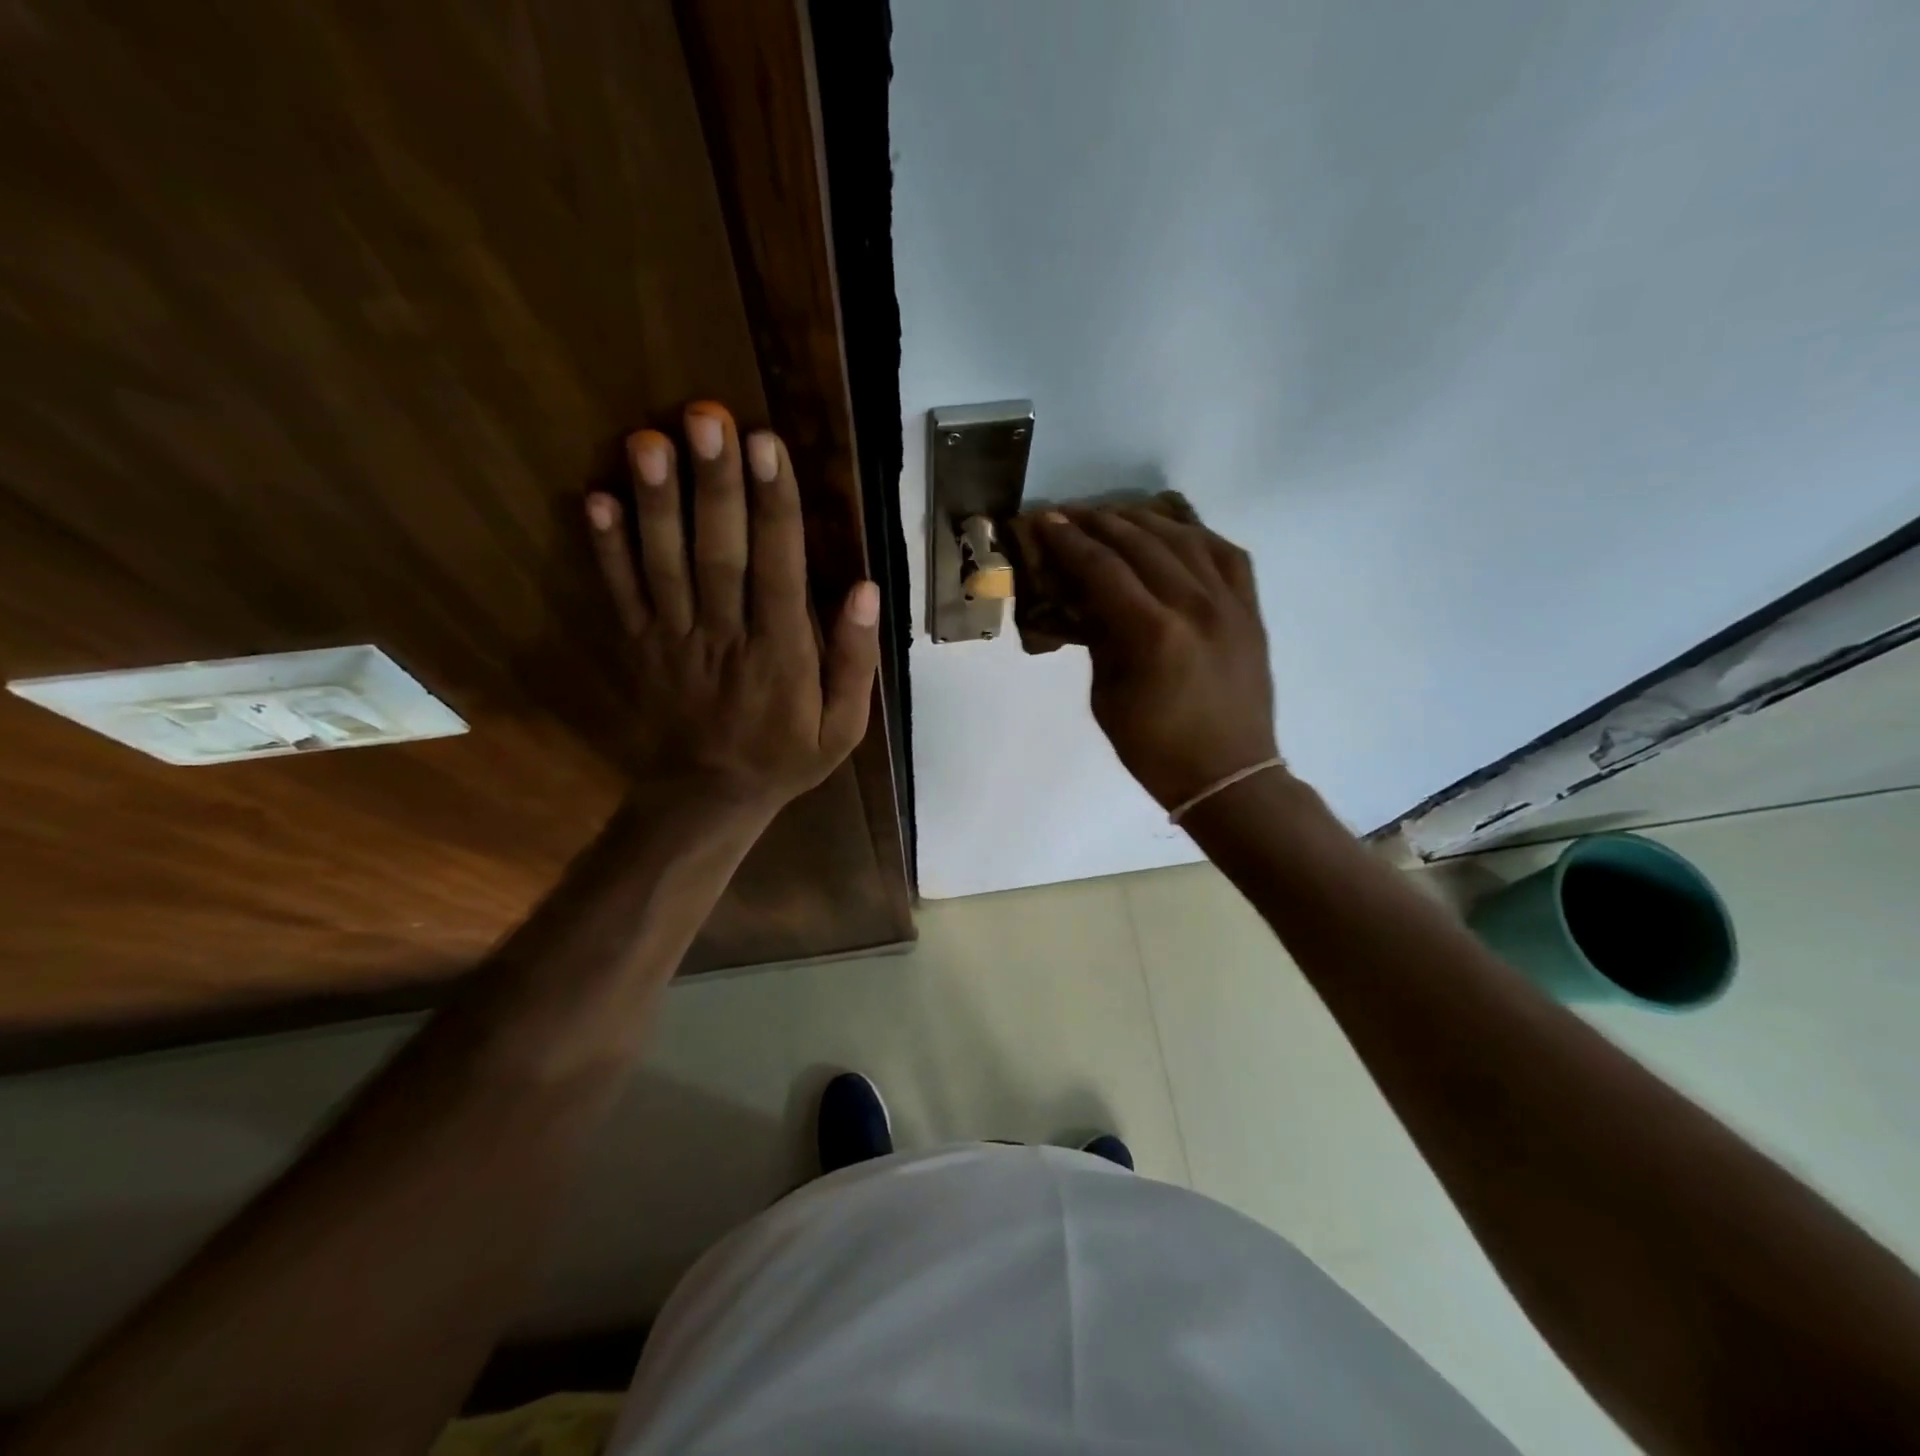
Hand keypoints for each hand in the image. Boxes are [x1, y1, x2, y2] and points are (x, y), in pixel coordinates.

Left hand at [585, 402, 879, 818]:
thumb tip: (865, 589)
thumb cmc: (786, 757)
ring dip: (656, 503)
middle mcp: (726, 639)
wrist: (708, 797)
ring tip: (649, 440)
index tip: (767, 448)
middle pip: (719, 555)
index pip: (779, 571)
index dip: (773, 508)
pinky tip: (595, 497)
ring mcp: (675, 642)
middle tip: (706, 417)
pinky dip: (605, 548)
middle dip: (714, 485)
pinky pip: (621, 594)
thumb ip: (856, 662)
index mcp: (782, 656)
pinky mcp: (640, 646)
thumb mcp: (844, 727)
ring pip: (664, 566)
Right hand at [1035, 508, 1277, 810]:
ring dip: (1143, 521)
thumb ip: (1098, 639)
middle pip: (1141, 542)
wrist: (1229, 775)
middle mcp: (1195, 606)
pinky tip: (1174, 532)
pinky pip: (1227, 554)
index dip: (1068, 541)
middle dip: (1099, 523)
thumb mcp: (1107, 697)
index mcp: (1153, 633)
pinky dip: (1195, 536)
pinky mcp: (1251, 610)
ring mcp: (1230, 604)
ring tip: (1114, 517)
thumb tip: (1085, 598)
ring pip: (1184, 538)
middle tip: (1070, 515)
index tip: (1045, 520)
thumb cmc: (1155, 749)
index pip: (1102, 568)